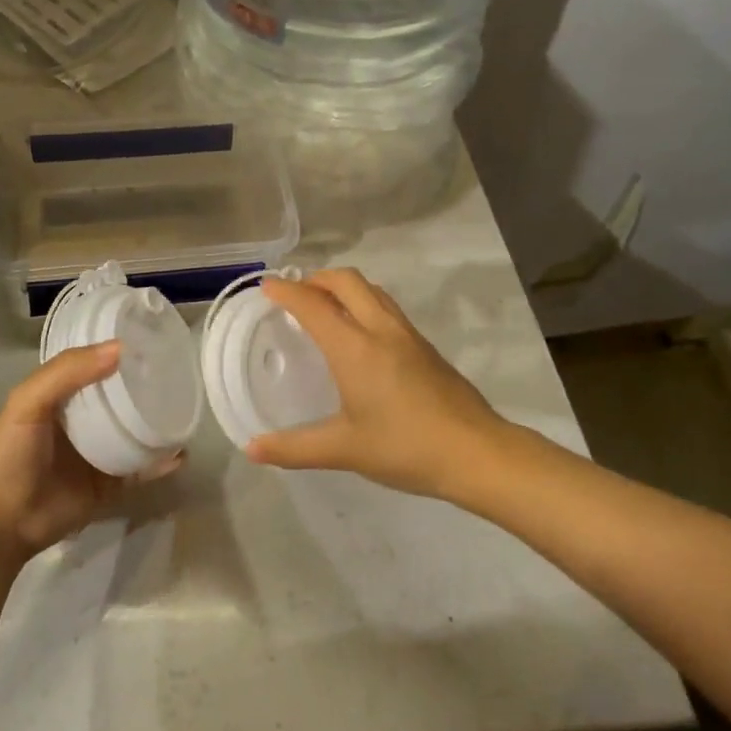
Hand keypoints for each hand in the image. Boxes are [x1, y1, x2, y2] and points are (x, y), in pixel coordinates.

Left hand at [0, 344, 184, 562]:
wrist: (1, 523)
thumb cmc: (10, 454)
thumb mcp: (29, 402)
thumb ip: (68, 371)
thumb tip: (120, 348)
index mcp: (60, 397)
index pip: (94, 366)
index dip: (117, 352)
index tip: (151, 340)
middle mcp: (82, 422)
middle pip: (119, 399)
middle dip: (145, 387)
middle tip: (178, 372)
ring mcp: (97, 455)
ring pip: (135, 433)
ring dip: (158, 423)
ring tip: (186, 410)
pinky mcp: (108, 486)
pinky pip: (140, 471)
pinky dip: (160, 463)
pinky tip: (180, 453)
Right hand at [247, 269, 514, 499]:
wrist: (478, 452)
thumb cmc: (406, 448)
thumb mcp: (345, 450)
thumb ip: (295, 448)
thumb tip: (252, 448)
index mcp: (355, 348)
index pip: (313, 305)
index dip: (286, 291)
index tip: (266, 286)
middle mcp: (381, 329)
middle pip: (346, 281)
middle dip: (316, 278)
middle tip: (295, 293)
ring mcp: (408, 335)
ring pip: (371, 290)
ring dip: (342, 286)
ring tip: (324, 305)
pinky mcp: (425, 346)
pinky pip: (386, 307)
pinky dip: (363, 302)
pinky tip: (360, 334)